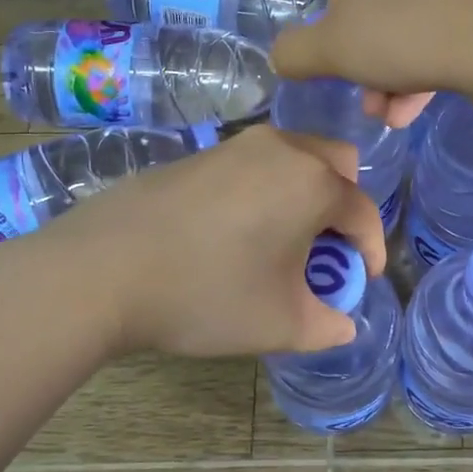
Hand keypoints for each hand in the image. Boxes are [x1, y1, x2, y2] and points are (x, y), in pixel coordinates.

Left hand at [47, 126, 386, 358]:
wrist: (101, 270)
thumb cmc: (206, 294)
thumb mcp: (279, 324)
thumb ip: (326, 325)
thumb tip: (343, 323)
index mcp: (312, 183)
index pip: (363, 212)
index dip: (370, 250)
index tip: (361, 281)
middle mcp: (281, 149)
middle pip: (337, 164)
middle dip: (344, 206)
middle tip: (326, 248)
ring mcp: (235, 146)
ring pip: (294, 158)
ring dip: (304, 195)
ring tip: (281, 242)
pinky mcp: (198, 154)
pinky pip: (254, 165)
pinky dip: (266, 190)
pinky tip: (235, 232)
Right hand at [272, 0, 472, 126]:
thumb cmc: (395, 33)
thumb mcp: (327, 51)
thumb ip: (295, 53)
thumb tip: (283, 57)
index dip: (335, 15)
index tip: (341, 48)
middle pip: (378, 4)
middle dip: (369, 59)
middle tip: (369, 98)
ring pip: (412, 21)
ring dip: (396, 72)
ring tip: (393, 116)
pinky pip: (444, 26)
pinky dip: (428, 63)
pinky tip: (417, 107)